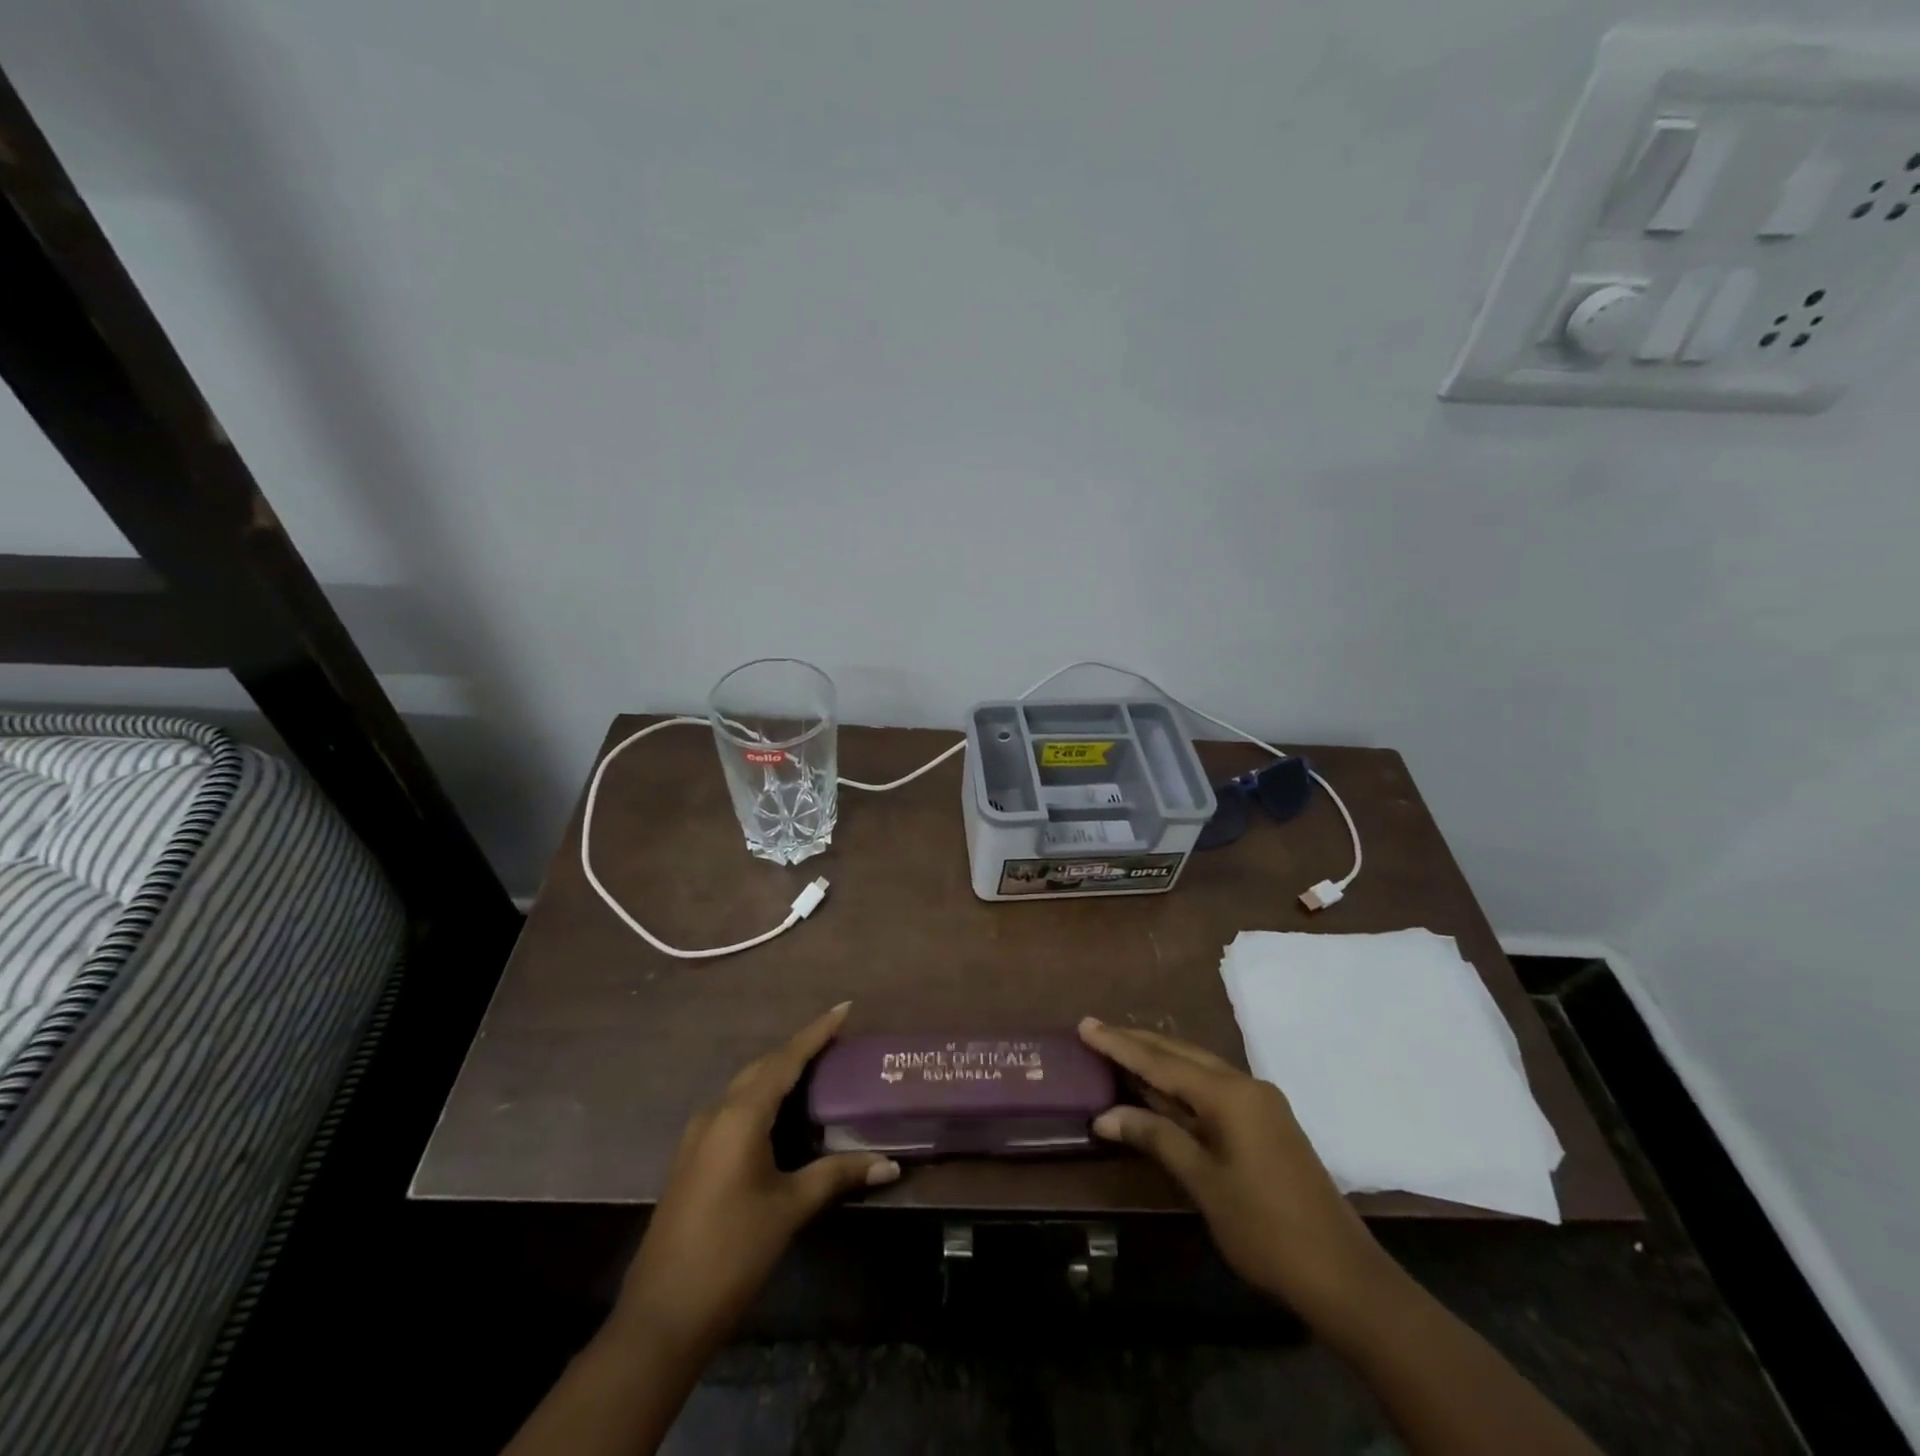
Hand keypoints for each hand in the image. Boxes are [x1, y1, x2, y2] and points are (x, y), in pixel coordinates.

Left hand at [613, 1003, 897, 1357]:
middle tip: (836, 1041)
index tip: (844, 1007)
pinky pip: (733, 1110)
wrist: (661, 1316)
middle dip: (798, 1050)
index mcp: (739, 1115)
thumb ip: (838, 1175)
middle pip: (763, 1067)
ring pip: (745, 1087)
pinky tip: (780, 1115)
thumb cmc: (732, 1252)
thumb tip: (890, 1163)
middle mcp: (715, 1114)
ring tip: (816, 1069)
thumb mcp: (789, 1209)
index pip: (785, 1060)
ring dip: (778, 1073)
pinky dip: (761, 1099)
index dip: (816, 1032)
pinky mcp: (692, 1158)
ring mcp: (698, 1136)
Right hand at [1078, 1017, 1392, 1334]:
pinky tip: (1163, 1086)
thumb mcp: (1203, 1183)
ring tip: (1120, 1049)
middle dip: (1137, 1043)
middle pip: (1181, 1053)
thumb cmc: (1266, 1229)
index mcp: (1229, 1094)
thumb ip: (1156, 1138)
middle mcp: (1245, 1085)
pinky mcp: (1266, 1122)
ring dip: (1159, 1059)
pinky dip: (1181, 1082)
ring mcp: (1260, 1103)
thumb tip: (1105, 1115)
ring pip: (1198, 1068)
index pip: (1161, 1061)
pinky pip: (1213, 1087)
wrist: (1344, 1276)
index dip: (1119, 1044)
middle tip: (1095, 1030)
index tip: (1085, 1024)